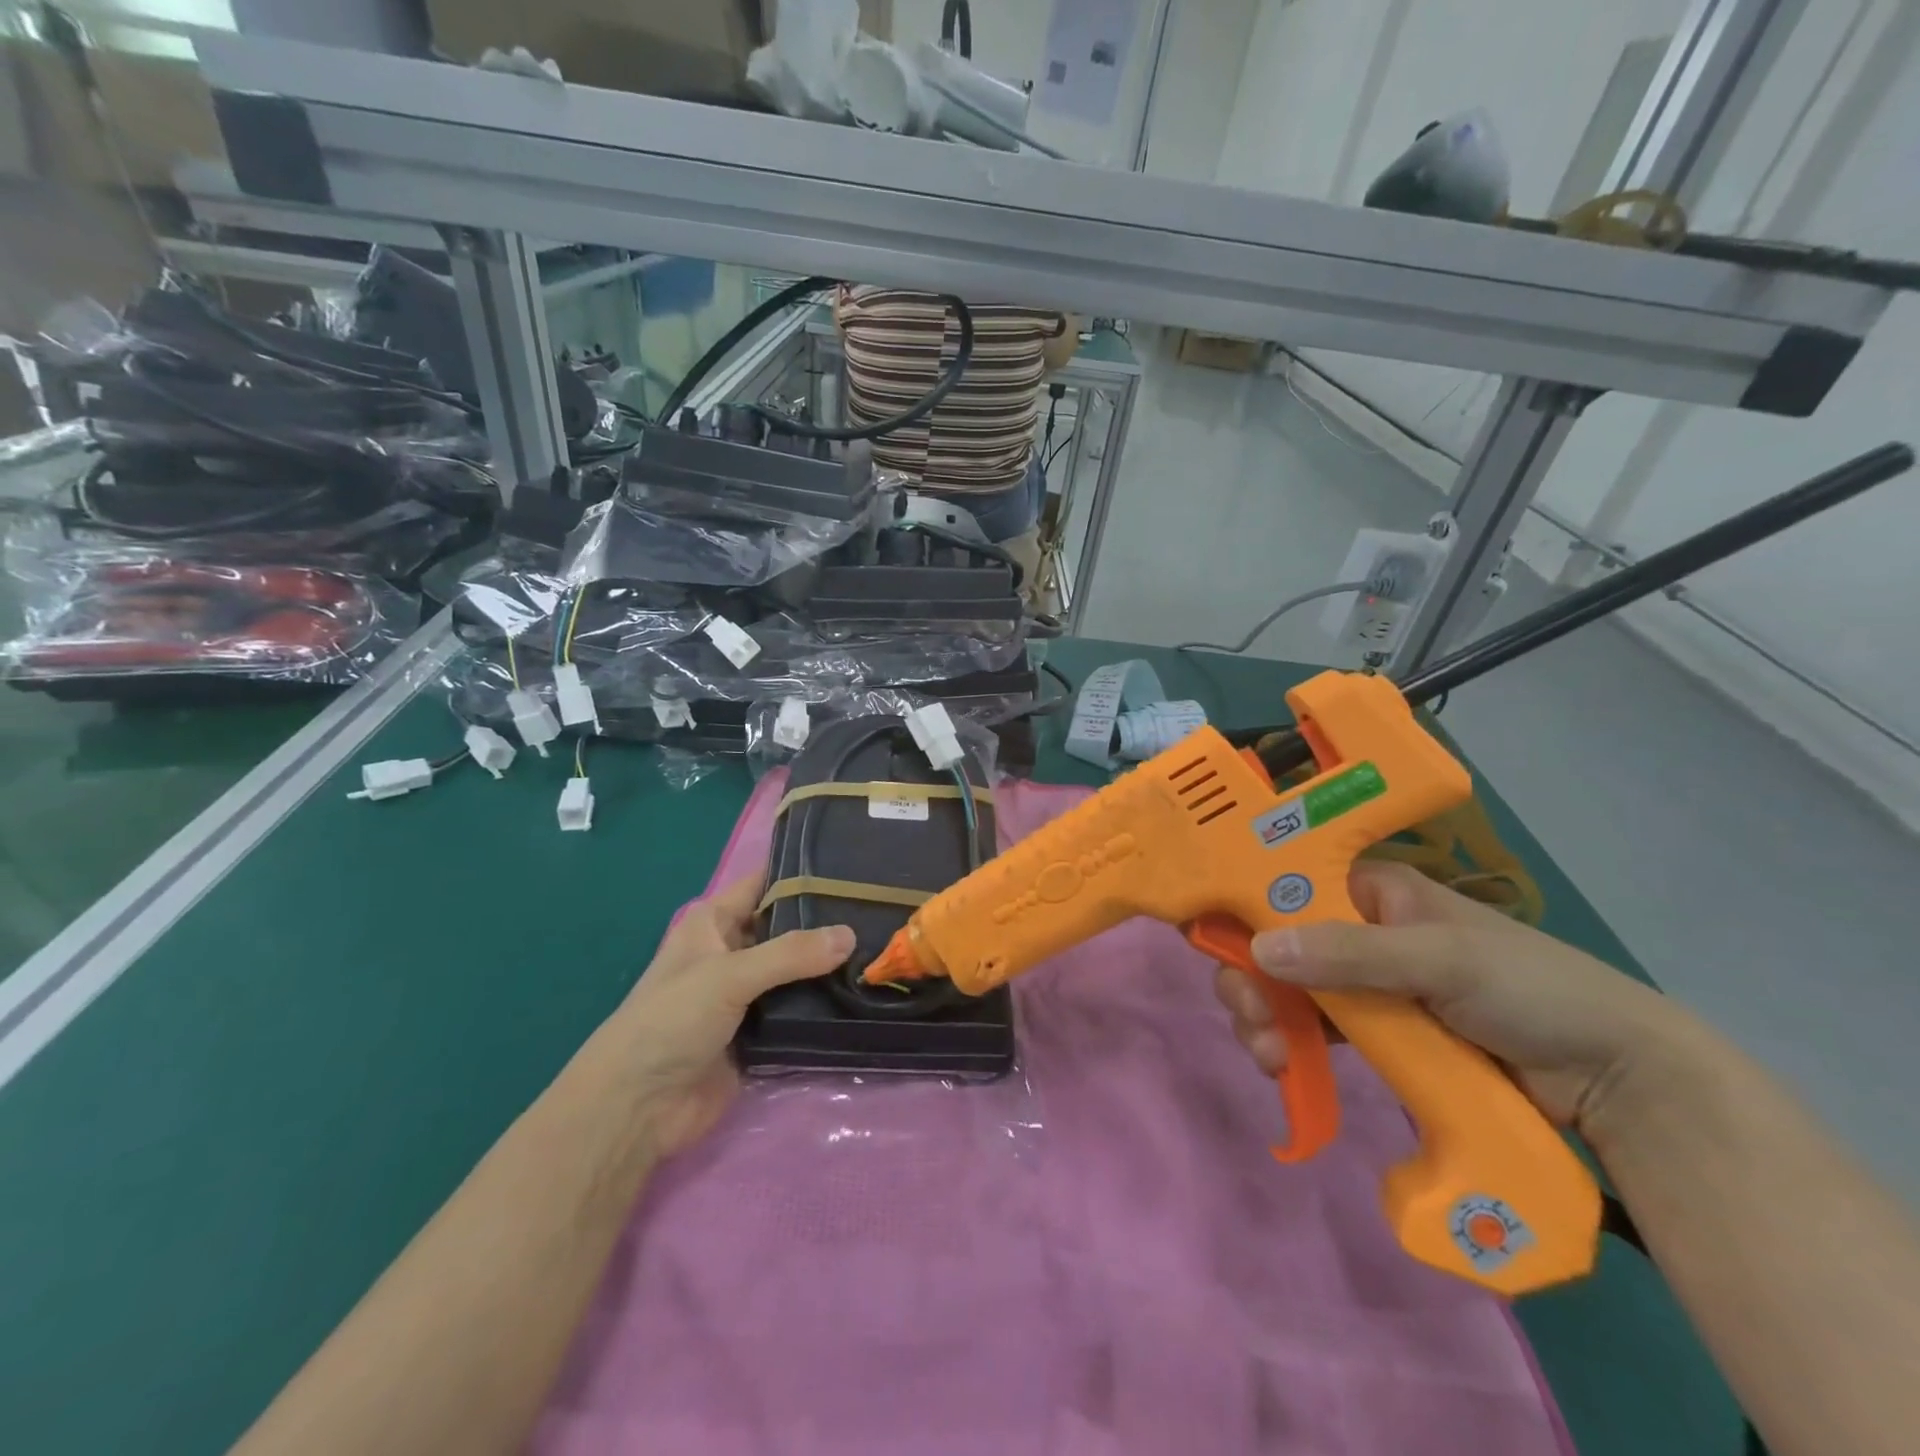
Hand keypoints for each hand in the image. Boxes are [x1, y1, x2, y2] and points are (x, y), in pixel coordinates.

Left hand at [608, 873, 853, 1157]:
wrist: (637, 1109)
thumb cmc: (670, 1021)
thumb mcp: (728, 976)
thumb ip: (790, 954)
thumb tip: (851, 934)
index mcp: (714, 923)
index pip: (764, 882)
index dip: (802, 871)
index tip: (852, 865)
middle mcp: (733, 952)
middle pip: (787, 927)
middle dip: (826, 922)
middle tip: (879, 910)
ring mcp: (747, 995)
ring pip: (797, 971)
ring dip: (829, 966)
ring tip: (882, 949)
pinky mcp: (759, 1034)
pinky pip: (798, 1011)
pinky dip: (823, 1005)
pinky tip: (864, 994)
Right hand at [1214, 861, 1684, 1132]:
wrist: (1616, 1077)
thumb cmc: (1529, 990)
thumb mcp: (1441, 961)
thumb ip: (1351, 954)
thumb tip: (1260, 949)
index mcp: (1371, 889)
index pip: (1286, 885)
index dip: (1243, 908)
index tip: (1209, 943)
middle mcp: (1359, 926)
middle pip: (1277, 942)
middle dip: (1251, 979)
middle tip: (1247, 1017)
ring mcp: (1368, 981)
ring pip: (1291, 988)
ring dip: (1267, 1018)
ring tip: (1267, 1055)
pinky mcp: (1380, 1030)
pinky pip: (1318, 1028)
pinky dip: (1294, 1044)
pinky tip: (1285, 1067)